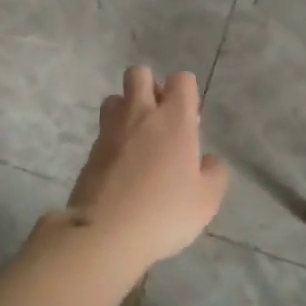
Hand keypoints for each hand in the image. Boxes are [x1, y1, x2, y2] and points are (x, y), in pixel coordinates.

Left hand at [62, 66, 227, 274]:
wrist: (105, 232)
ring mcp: (110, 129)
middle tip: (161, 119)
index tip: (190, 120)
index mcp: (174, 118)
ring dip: (127, 109)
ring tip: (138, 139)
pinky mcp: (91, 150)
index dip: (187, 92)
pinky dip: (113, 138)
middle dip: (150, 86)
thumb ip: (214, 173)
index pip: (181, 79)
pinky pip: (104, 130)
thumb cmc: (164, 212)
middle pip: (139, 73)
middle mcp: (140, 113)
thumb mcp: (206, 200)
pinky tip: (122, 166)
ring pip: (115, 97)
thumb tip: (207, 160)